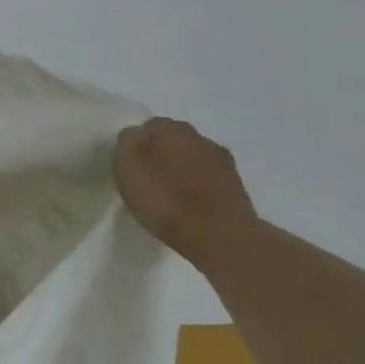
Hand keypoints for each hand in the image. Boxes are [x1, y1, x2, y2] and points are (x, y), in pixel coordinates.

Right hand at [114, 117, 257, 265]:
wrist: (221, 237)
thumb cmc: (166, 199)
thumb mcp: (129, 167)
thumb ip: (127, 143)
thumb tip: (135, 135)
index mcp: (173, 129)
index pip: (149, 126)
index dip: (137, 144)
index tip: (130, 166)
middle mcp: (201, 138)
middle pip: (174, 140)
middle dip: (161, 154)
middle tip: (148, 180)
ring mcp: (224, 163)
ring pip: (194, 159)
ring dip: (182, 171)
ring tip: (169, 196)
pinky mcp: (237, 188)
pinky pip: (209, 180)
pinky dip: (198, 188)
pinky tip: (190, 207)